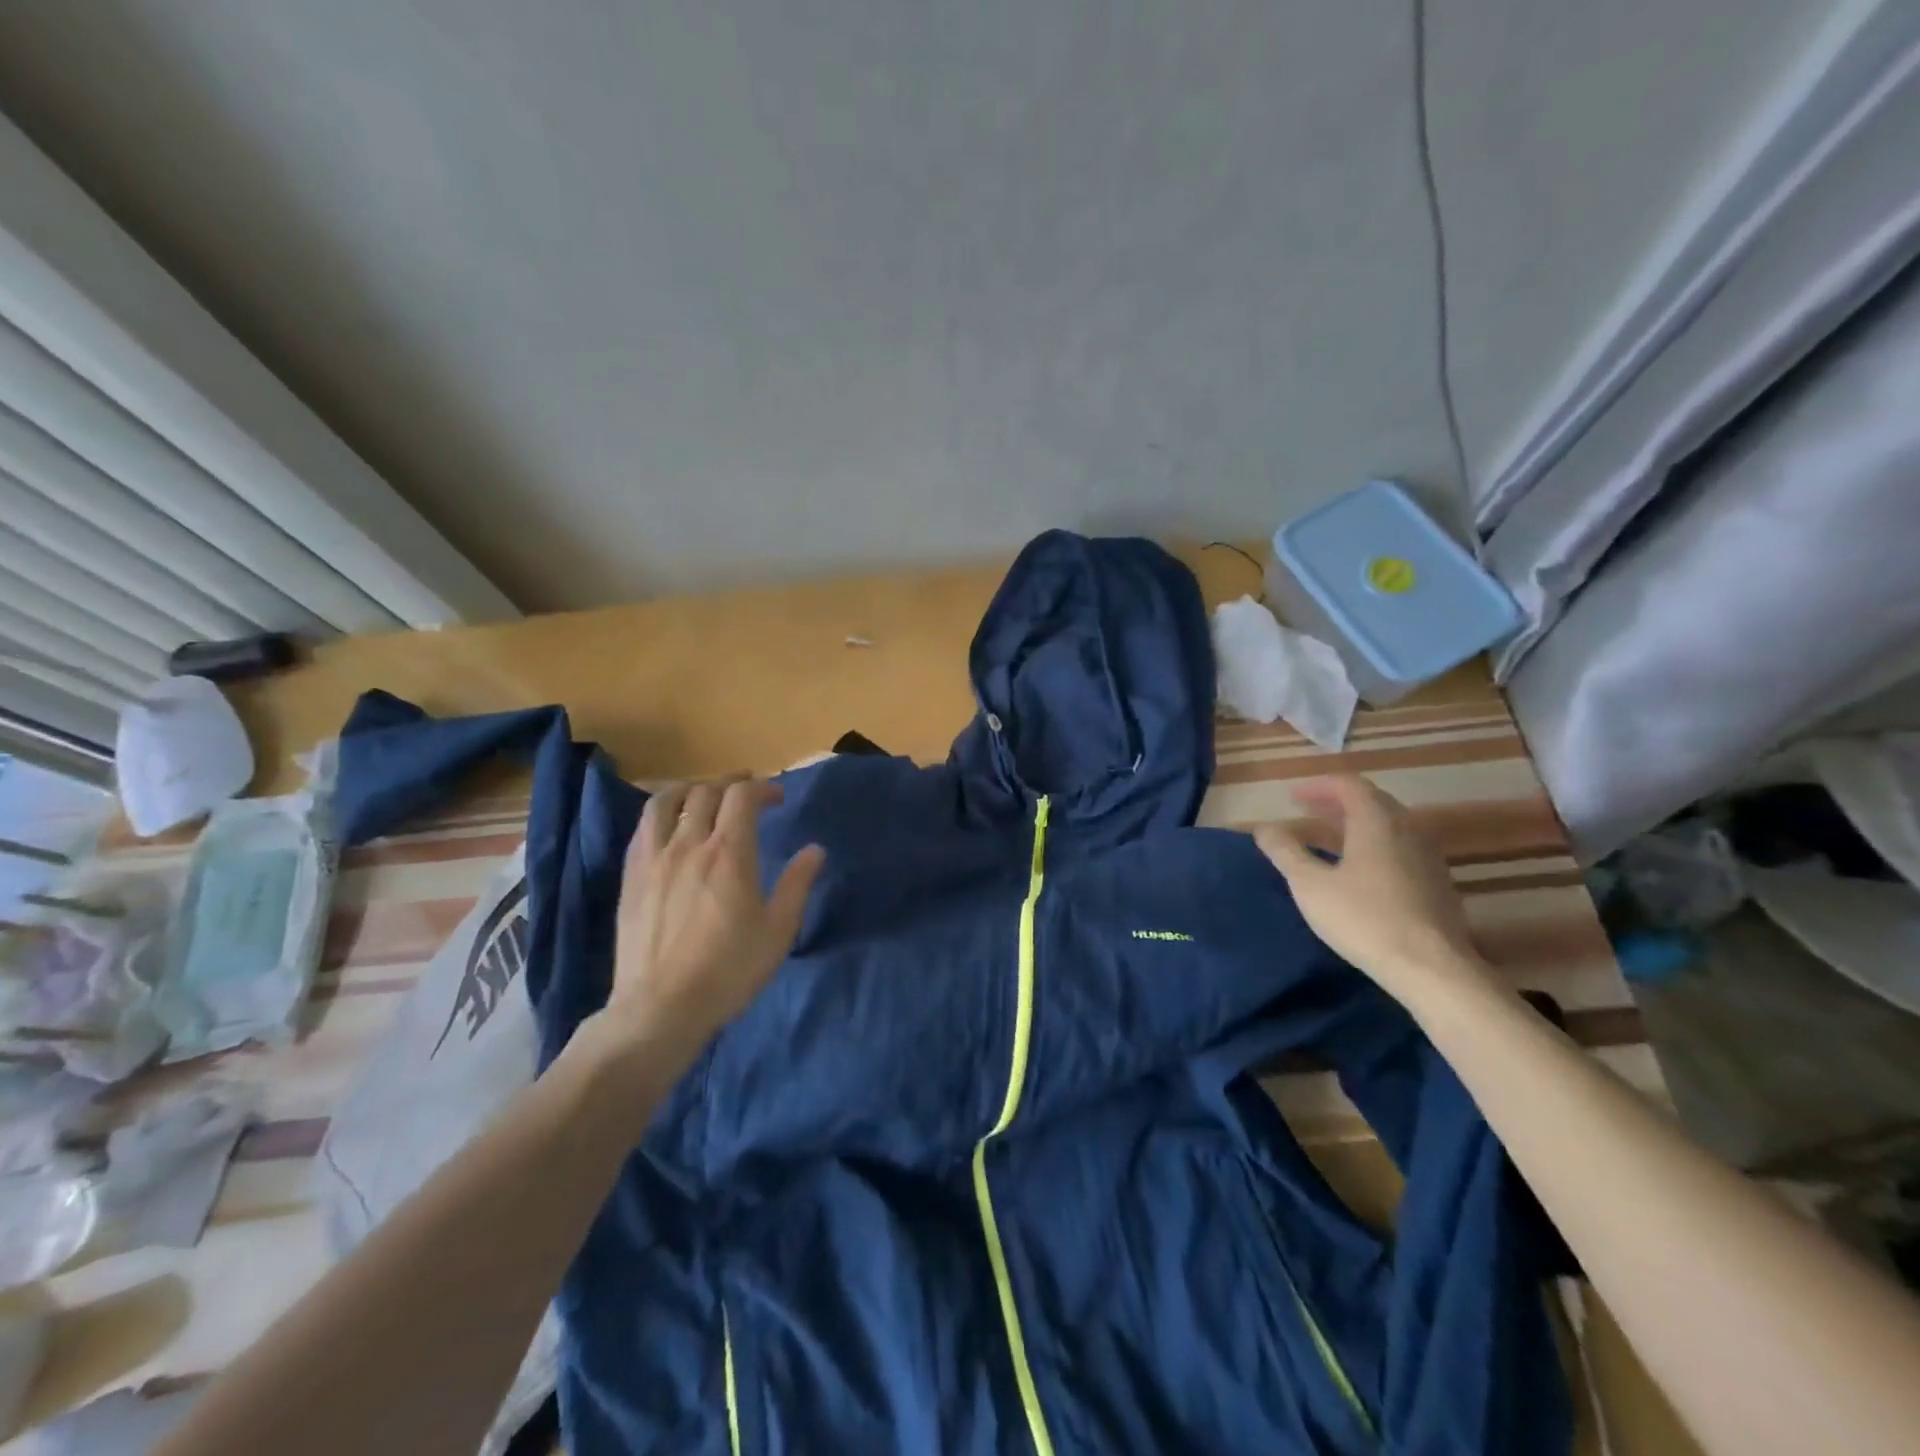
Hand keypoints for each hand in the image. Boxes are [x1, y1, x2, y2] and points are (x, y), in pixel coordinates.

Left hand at [602, 774, 824, 1053]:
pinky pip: (642, 827)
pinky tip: (669, 825)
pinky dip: (661, 813)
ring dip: (689, 788)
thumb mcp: (778, 930)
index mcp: (730, 853)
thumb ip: (797, 884)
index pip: (743, 796)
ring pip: (665, 801)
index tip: (777, 798)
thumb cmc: (729, 970)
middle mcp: (689, 844)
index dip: (762, 787)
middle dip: (730, 783)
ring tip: (702, 794)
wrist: (661, 1007)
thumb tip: (815, 850)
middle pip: (706, 792)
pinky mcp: (631, 876)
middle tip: (746, 792)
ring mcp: (654, 858)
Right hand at [1252, 775, 1501, 1010]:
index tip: (1293, 797)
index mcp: (1376, 821)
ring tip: (1328, 838)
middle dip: (1336, 802)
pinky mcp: (1436, 882)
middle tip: (1307, 812)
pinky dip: (1374, 844)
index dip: (1318, 786)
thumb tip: (1264, 828)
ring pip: (1388, 825)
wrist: (1431, 968)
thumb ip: (1285, 852)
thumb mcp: (1310, 885)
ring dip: (1355, 823)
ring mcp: (1427, 855)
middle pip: (1371, 800)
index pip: (1348, 784)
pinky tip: (1359, 868)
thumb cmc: (1364, 919)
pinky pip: (1400, 847)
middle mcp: (1407, 829)